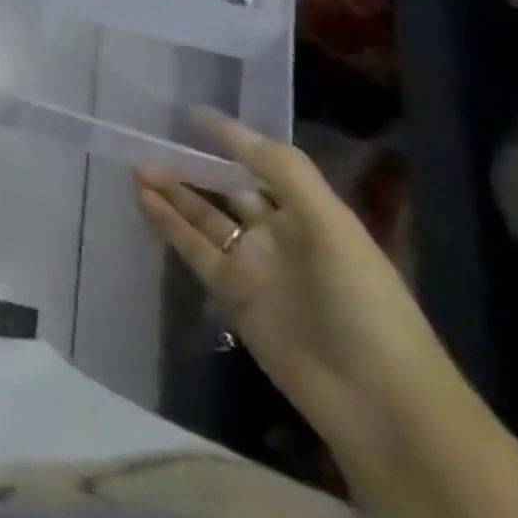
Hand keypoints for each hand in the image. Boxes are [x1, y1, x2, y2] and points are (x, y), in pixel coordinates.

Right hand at [134, 111, 466, 469]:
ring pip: (203, 217)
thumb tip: (218, 120)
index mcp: (311, 213)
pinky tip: (143, 199)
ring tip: (136, 166)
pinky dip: (168, 224)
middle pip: (227, 190)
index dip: (230, 139)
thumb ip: (279, 168)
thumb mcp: (330, 224)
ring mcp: (254, 266)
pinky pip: (193, 249)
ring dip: (172, 192)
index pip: (262, 164)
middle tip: (148, 141)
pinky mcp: (231, 295)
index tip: (191, 114)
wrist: (381, 403)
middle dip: (192, 166)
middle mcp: (280, 234)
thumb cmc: (364, 302)